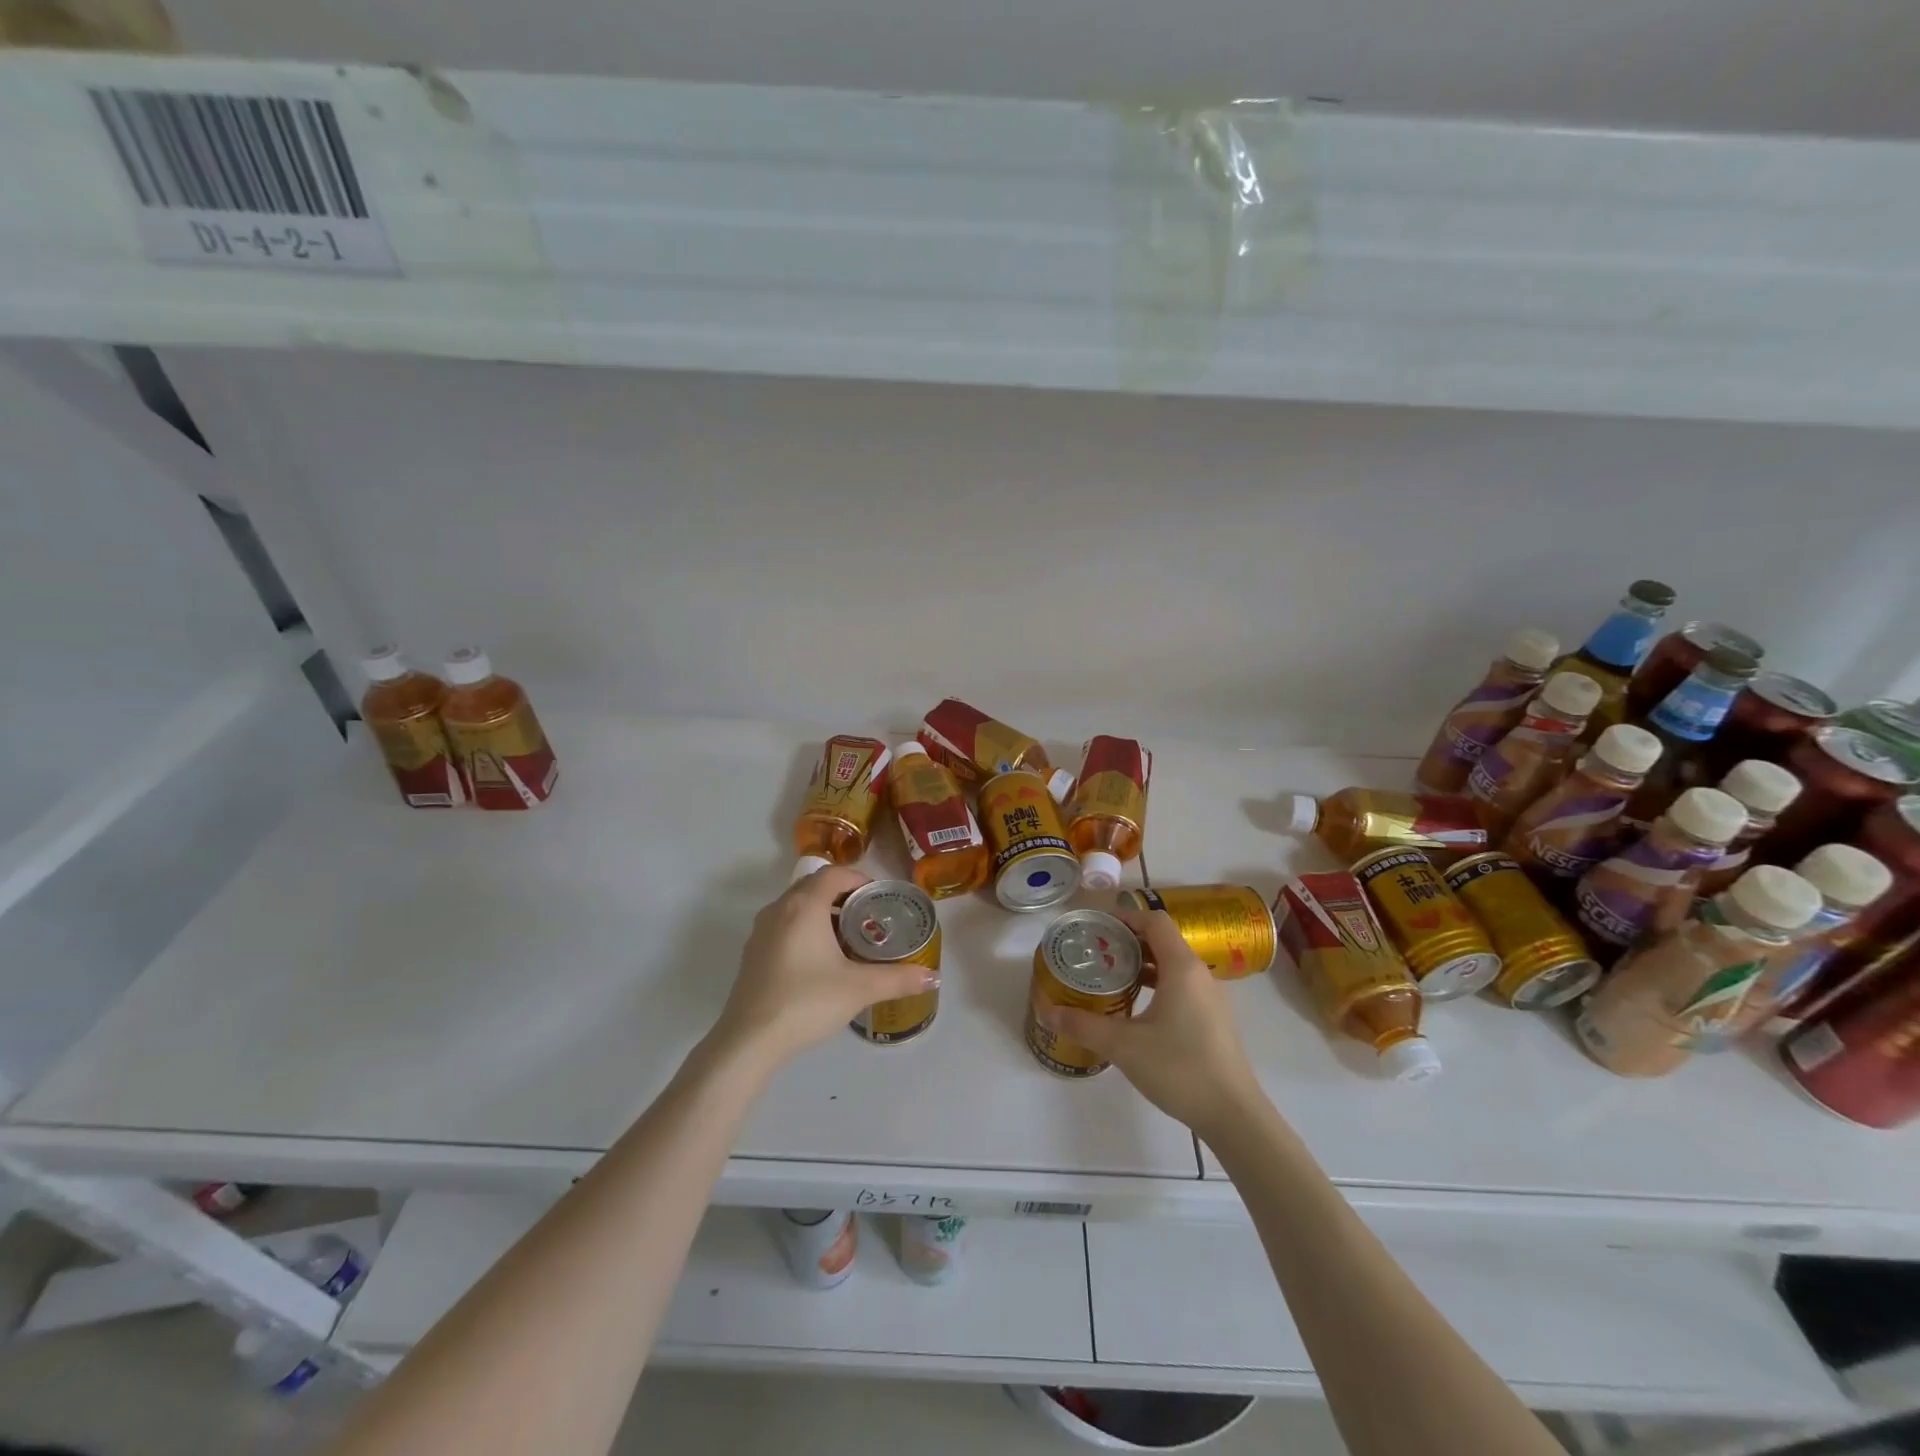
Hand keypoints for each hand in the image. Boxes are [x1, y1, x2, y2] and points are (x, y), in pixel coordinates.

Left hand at [714, 866, 940, 1064]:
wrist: (750, 1041)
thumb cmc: (807, 1002)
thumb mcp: (859, 988)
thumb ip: (898, 979)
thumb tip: (932, 976)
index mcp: (803, 906)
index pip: (834, 874)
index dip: (859, 879)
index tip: (880, 897)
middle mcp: (779, 909)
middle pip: (814, 886)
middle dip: (844, 896)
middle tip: (870, 917)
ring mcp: (761, 931)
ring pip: (797, 907)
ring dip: (823, 913)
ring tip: (849, 939)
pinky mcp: (753, 954)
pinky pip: (784, 926)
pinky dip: (805, 930)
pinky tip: (821, 962)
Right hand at [1042, 908, 1265, 1138]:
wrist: (1233, 1115)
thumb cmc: (1179, 1069)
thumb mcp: (1123, 1046)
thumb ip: (1083, 1025)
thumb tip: (1047, 1012)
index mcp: (1182, 967)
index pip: (1155, 921)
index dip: (1126, 917)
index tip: (1097, 927)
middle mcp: (1200, 974)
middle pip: (1163, 940)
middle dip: (1128, 940)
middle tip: (1096, 952)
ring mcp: (1210, 997)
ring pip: (1173, 964)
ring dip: (1143, 963)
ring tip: (1111, 976)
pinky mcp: (1213, 1018)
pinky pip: (1182, 985)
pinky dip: (1158, 983)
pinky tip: (1136, 1006)